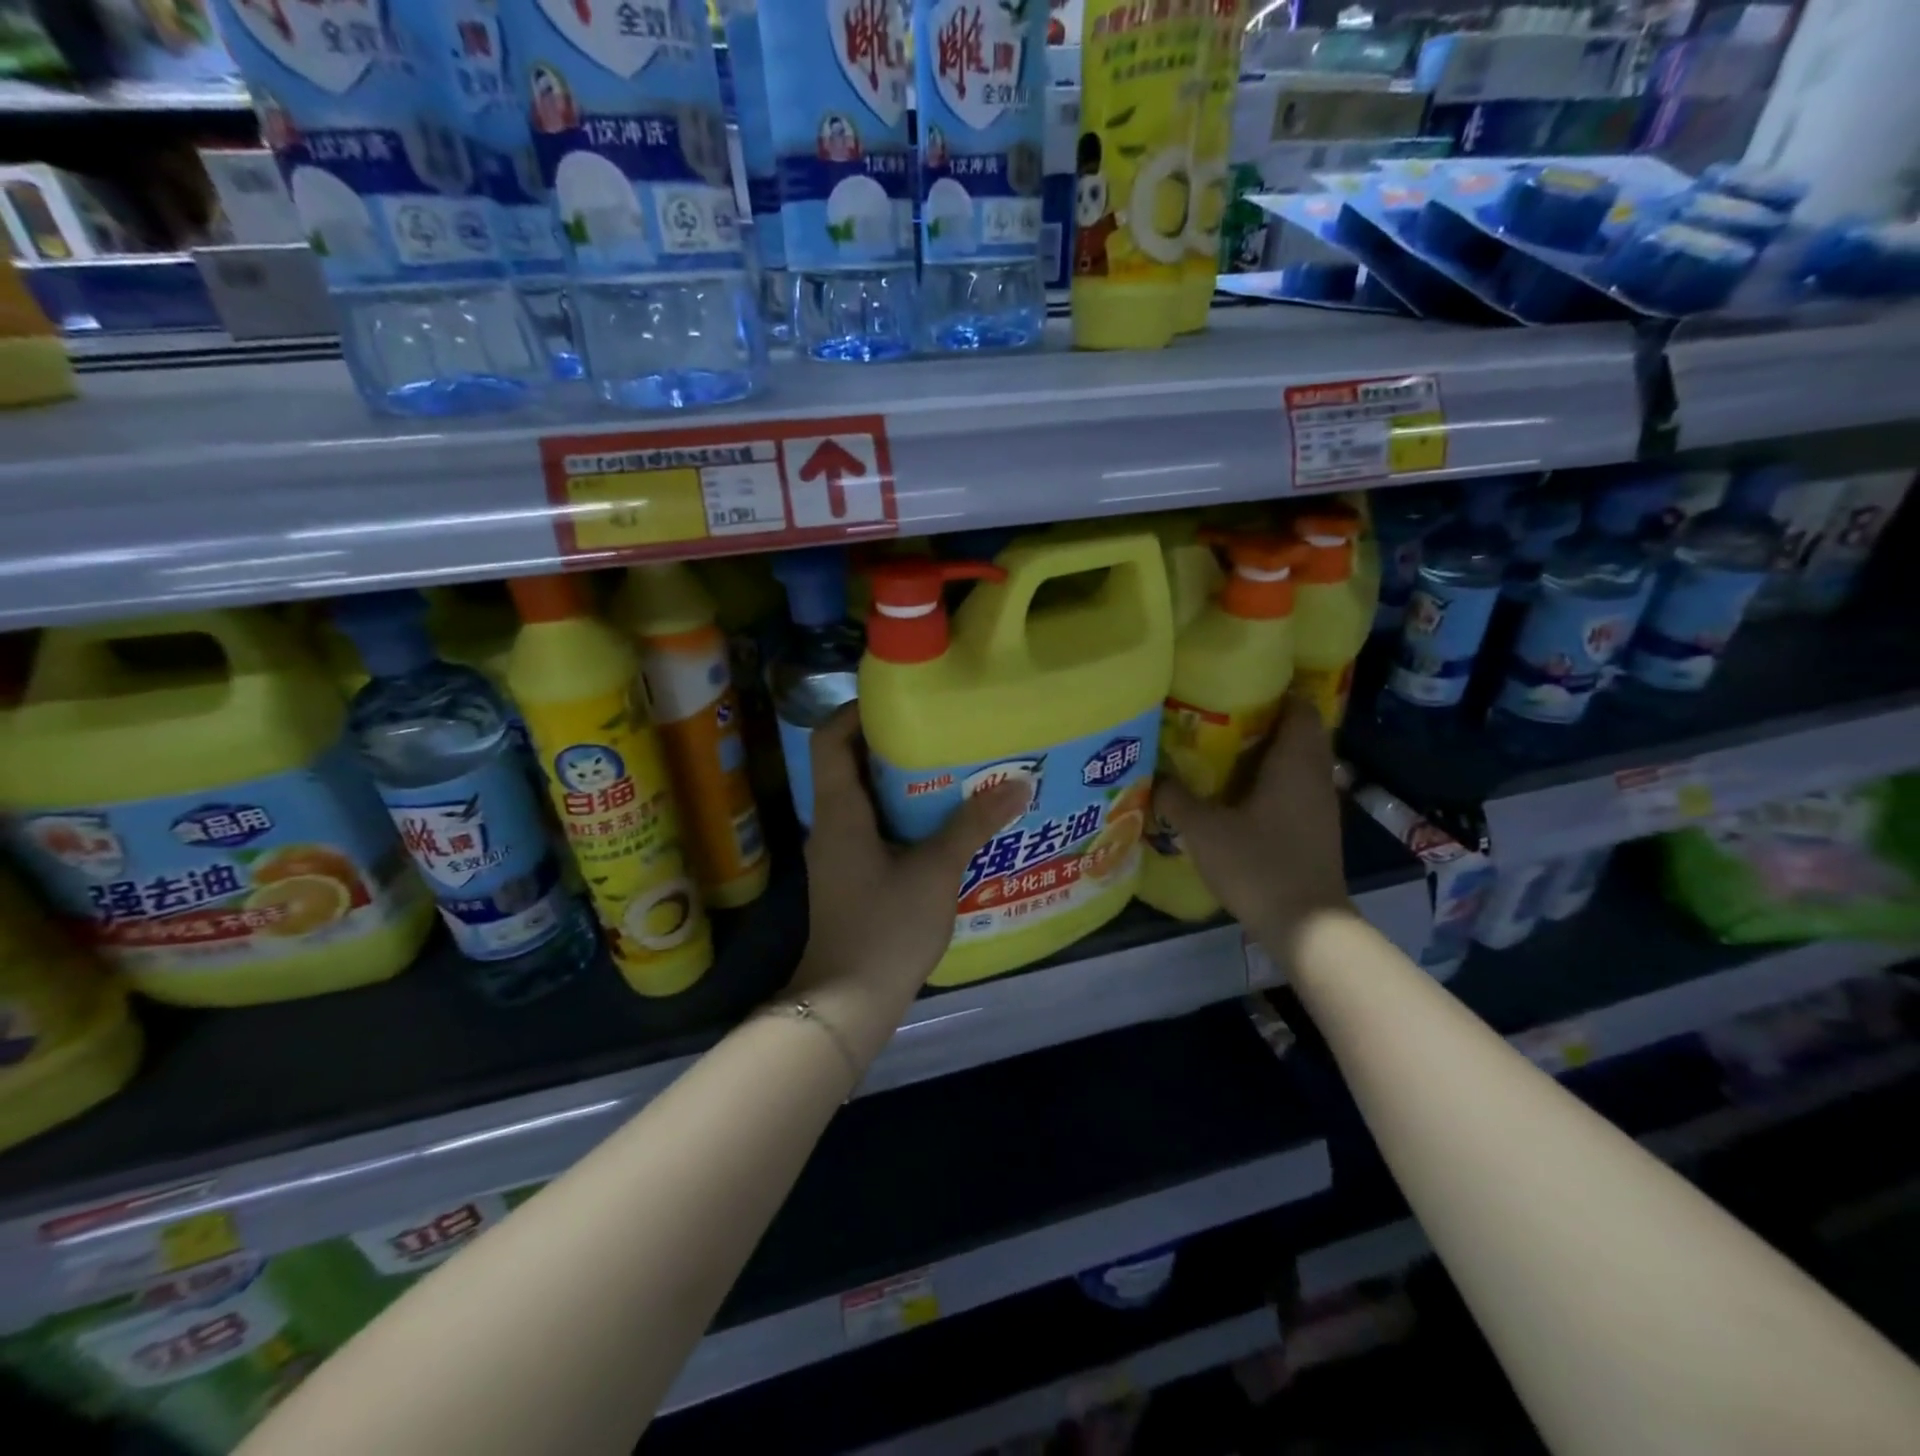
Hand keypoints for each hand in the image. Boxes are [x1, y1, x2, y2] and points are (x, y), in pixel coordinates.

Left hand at [789, 704, 1024, 1062]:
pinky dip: (901, 816)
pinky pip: (873, 828)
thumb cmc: (885, 928)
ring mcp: (838, 852)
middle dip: (891, 745)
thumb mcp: (936, 872)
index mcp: (839, 811)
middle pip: (849, 764)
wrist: (847, 1001)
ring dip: (900, 782)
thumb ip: (973, 825)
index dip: (856, 712)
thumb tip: (1018, 784)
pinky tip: (941, 823)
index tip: (900, 702)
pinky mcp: (850, 876)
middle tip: (940, 732)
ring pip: (863, 798)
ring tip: (949, 770)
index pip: (830, 739)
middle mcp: (831, 824)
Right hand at [1152, 693, 1352, 960]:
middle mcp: (1315, 776)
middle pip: (1300, 732)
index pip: (1300, 708)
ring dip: (1269, 753)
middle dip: (1266, 721)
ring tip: (1225, 752)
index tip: (1240, 688)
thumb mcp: (1204, 831)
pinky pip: (1297, 787)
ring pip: (1299, 762)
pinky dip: (1274, 780)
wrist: (1306, 925)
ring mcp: (1321, 805)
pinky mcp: (1317, 829)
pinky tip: (1241, 794)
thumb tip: (1155, 776)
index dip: (1275, 692)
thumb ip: (1177, 799)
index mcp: (1295, 763)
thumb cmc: (1258, 865)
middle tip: (1223, 719)